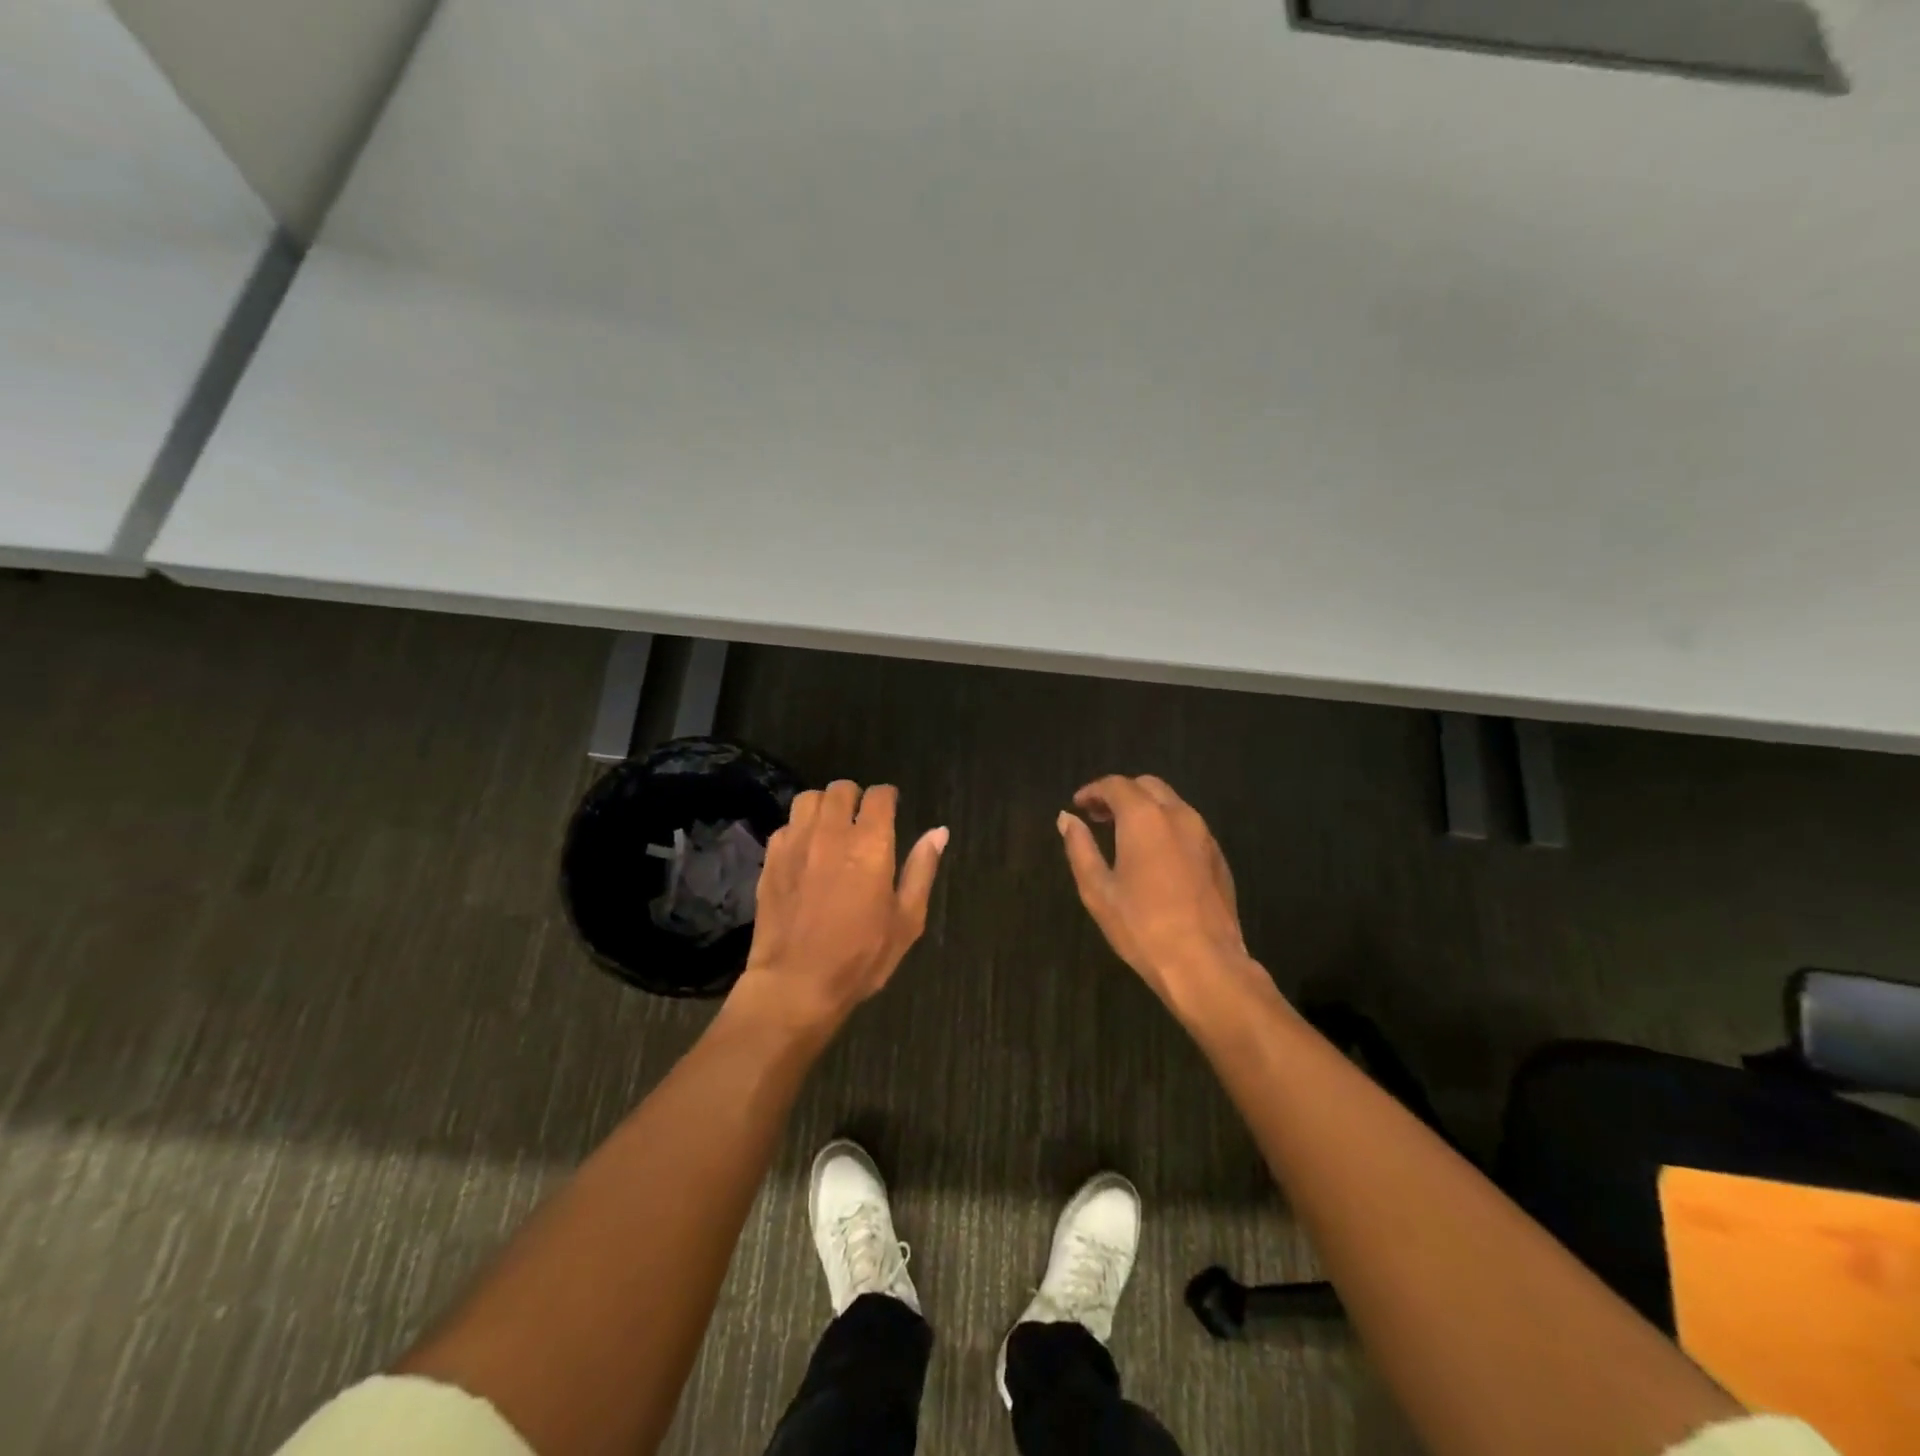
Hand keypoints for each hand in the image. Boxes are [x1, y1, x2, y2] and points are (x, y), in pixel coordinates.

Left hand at [731, 780, 947, 1035]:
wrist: (796, 983)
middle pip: (841, 788)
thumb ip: (922, 870)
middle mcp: (832, 833)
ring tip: (831, 828)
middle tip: (861, 821)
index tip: (891, 809)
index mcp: (871, 844)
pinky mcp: (771, 859)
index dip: (888, 798)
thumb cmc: (860, 957)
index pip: (879, 795)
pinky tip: (805, 851)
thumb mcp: (906, 920)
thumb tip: (939, 832)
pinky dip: (799, 829)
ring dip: (824, 806)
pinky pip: (786, 825)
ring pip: (809, 799)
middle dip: (855, 798)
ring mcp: (796, 843)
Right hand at [1058, 775, 1269, 1021]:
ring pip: (1172, 804)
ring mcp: (1204, 835)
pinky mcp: (1218, 857)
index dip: (1093, 791)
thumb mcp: (1098, 889)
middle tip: (1098, 817)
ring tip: (1123, 835)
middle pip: (1147, 786)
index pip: (1116, 785)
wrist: (1205, 963)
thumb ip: (1080, 848)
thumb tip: (1067, 819)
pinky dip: (1166, 826)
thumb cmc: (1142, 926)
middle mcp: (1178, 815)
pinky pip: (1188, 826)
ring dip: (1145, 809)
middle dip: (1121, 794)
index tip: (1078, 805)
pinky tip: (1154, 856)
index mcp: (1144, 818)